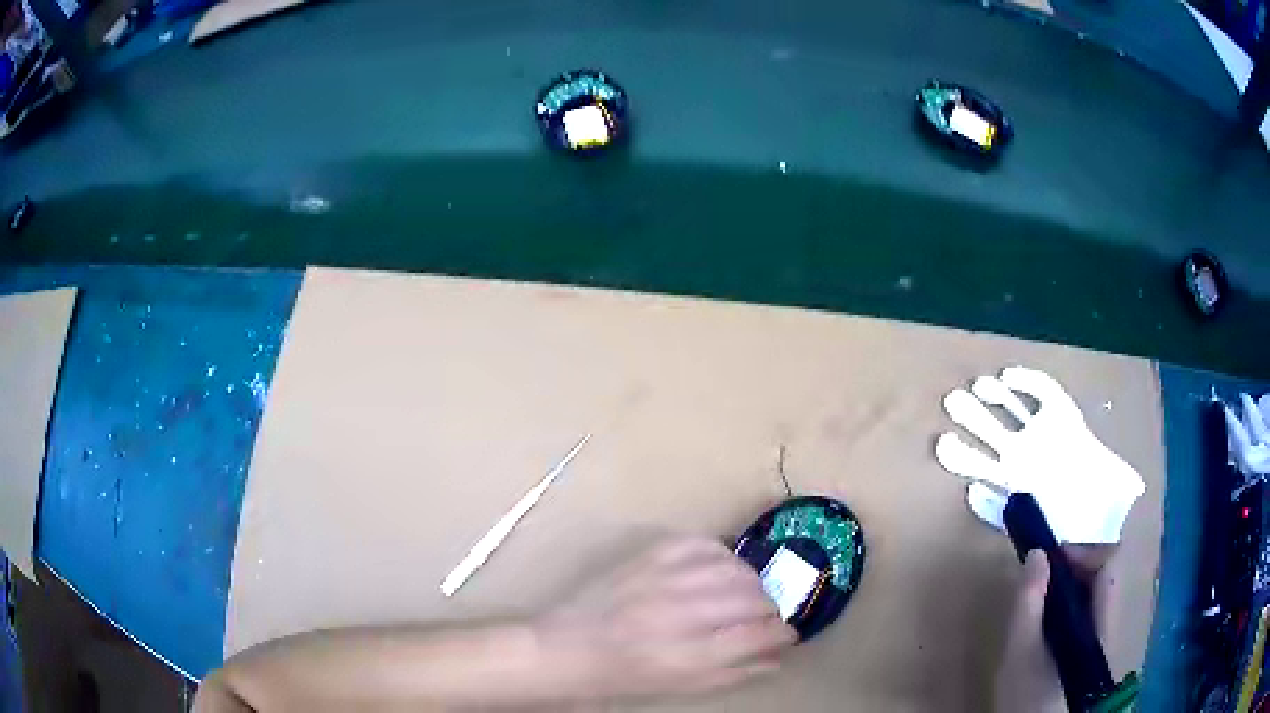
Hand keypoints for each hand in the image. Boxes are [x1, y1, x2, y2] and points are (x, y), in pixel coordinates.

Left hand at [535, 537, 796, 700]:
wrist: (565, 648)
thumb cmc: (622, 676)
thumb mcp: (679, 686)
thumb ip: (732, 672)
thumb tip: (775, 658)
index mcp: (686, 654)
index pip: (757, 635)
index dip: (782, 633)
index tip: (787, 635)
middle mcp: (678, 613)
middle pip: (751, 597)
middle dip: (770, 608)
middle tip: (766, 617)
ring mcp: (662, 579)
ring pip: (733, 568)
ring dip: (751, 581)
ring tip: (746, 594)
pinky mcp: (647, 557)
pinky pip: (701, 543)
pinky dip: (721, 555)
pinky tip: (721, 569)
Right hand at [995, 547, 1115, 712]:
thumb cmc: (1028, 695)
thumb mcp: (1020, 651)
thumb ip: (1029, 602)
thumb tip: (1038, 552)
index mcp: (1100, 619)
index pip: (1108, 564)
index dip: (1083, 552)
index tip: (1051, 558)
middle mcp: (1107, 622)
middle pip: (1101, 576)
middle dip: (1071, 568)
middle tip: (1039, 575)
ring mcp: (1099, 637)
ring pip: (1092, 594)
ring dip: (1067, 586)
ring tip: (1037, 597)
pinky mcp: (1087, 650)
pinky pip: (1085, 612)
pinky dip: (1066, 605)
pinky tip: (1043, 622)